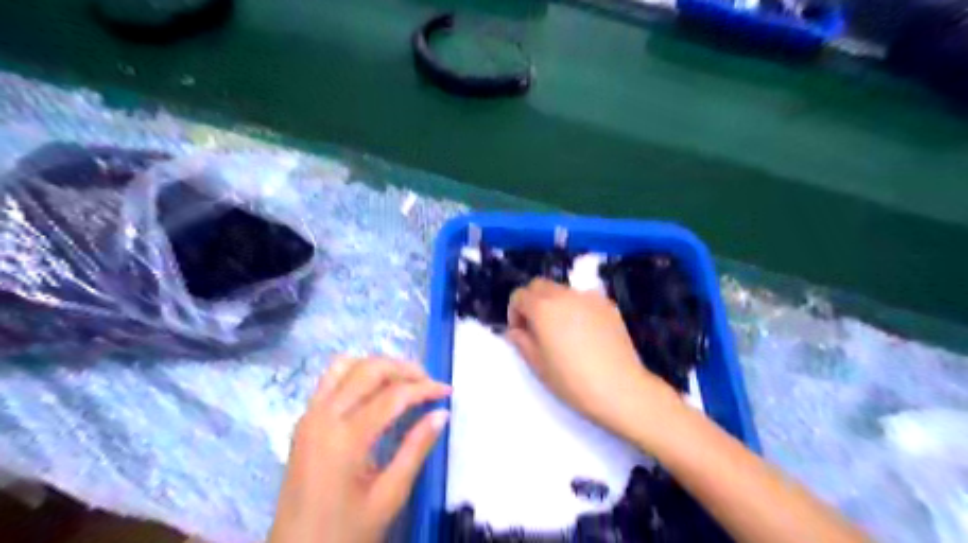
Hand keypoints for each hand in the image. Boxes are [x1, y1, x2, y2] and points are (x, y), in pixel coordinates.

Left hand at [268, 356, 450, 542]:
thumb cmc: (345, 532)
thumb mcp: (389, 496)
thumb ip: (416, 449)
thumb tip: (442, 414)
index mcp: (345, 439)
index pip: (393, 395)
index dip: (424, 388)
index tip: (447, 391)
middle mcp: (323, 417)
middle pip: (369, 369)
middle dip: (404, 369)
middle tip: (428, 383)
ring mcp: (309, 415)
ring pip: (346, 365)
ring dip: (378, 366)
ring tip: (403, 382)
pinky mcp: (304, 420)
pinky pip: (331, 379)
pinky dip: (357, 374)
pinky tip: (375, 391)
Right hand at [508, 279, 677, 451]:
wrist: (619, 388)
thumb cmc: (572, 380)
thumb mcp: (538, 365)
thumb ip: (522, 342)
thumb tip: (516, 331)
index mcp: (542, 308)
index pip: (519, 295)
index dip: (514, 312)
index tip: (520, 333)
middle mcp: (564, 295)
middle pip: (540, 285)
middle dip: (533, 301)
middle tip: (537, 328)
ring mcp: (589, 297)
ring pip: (563, 290)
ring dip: (555, 303)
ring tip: (563, 330)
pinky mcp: (608, 305)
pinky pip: (584, 299)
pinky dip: (576, 308)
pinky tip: (585, 332)